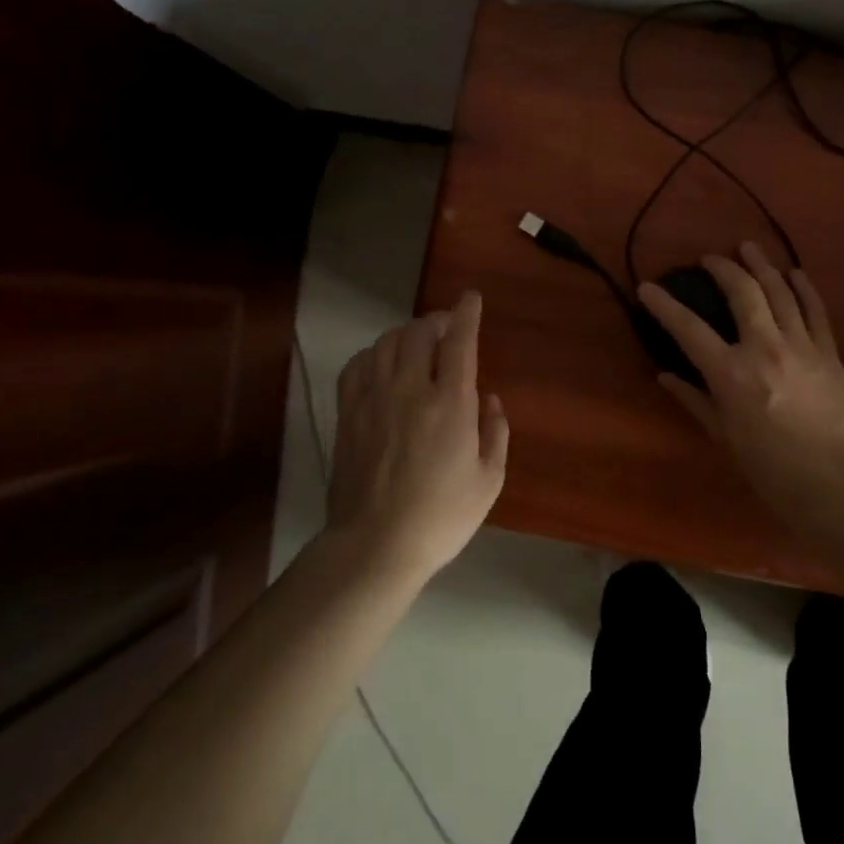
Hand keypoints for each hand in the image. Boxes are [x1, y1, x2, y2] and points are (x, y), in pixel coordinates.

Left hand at [327, 290, 507, 580]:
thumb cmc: (441, 516)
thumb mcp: (489, 480)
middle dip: (437, 321)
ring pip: (387, 343)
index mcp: (450, 403)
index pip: (459, 341)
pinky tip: (382, 364)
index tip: (471, 297)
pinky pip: (358, 365)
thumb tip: (488, 399)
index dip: (466, 313)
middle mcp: (410, 389)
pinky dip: (374, 354)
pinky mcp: (348, 414)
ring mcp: (373, 399)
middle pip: (419, 333)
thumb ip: (495, 432)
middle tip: (447, 328)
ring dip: (406, 334)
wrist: (375, 546)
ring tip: (417, 344)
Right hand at [638, 244, 843, 504]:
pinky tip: (795, 272)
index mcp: (731, 373)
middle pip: (742, 292)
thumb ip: (695, 401)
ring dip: (762, 265)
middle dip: (723, 268)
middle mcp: (765, 347)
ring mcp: (801, 345)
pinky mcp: (829, 352)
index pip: (689, 328)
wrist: (841, 485)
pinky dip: (804, 288)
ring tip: (748, 248)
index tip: (648, 288)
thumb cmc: (773, 471)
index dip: (664, 305)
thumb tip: (665, 375)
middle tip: (710, 258)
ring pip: (780, 291)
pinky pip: (815, 310)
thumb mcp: (725, 438)